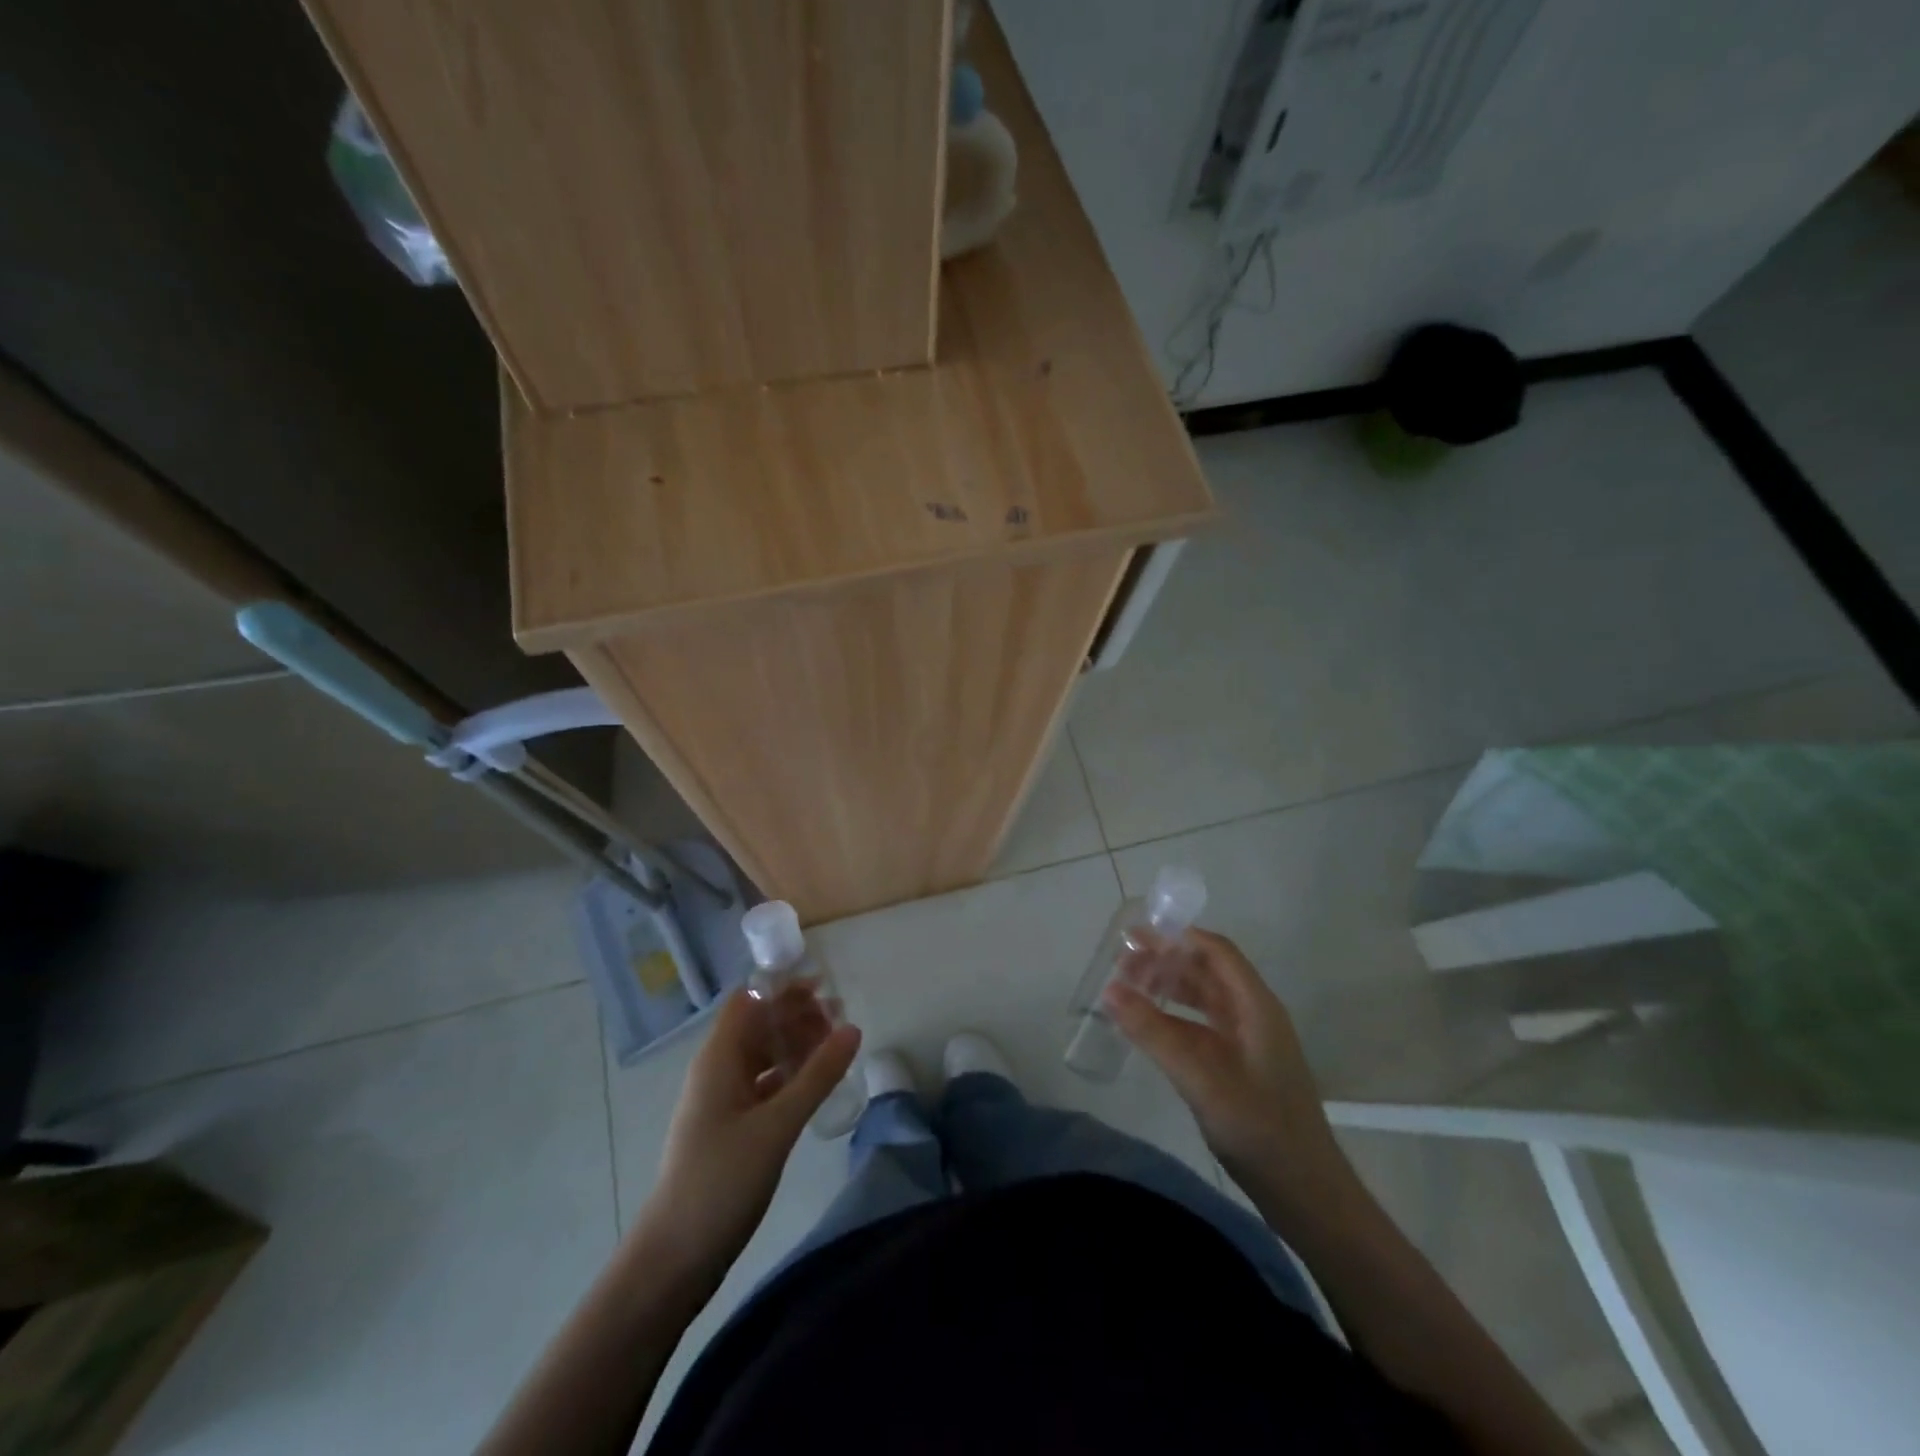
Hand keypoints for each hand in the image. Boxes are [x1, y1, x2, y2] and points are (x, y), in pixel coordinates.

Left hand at [640, 988, 860, 1277]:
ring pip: (762, 1054)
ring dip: (795, 1044)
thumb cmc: (721, 1181)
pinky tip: (816, 1084)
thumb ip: (817, 1076)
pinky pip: (763, 1084)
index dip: (782, 987)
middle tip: (840, 1019)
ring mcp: (722, 1099)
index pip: (749, 1000)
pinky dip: (789, 1075)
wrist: (674, 1258)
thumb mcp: (777, 1125)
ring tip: (836, 1047)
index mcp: (718, 1058)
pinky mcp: (730, 1126)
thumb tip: (852, 1028)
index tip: (824, 986)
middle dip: (796, 1014)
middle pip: (758, 1024)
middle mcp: (717, 1070)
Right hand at [1104, 929, 1350, 1214]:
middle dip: (1166, 960)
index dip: (1179, 936)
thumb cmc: (1259, 1128)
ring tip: (1128, 986)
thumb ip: (1154, 1032)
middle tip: (1122, 961)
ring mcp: (1248, 1042)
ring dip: (1168, 987)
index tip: (1137, 934)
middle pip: (1207, 971)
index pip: (1217, 951)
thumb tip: (1109, 989)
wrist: (1306, 1194)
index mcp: (1256, 1006)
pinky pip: (1201, 1026)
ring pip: (1203, 998)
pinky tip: (1148, 1025)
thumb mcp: (1201, 1077)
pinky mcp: (1240, 1066)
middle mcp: (1253, 1015)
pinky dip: (1173, 1017)